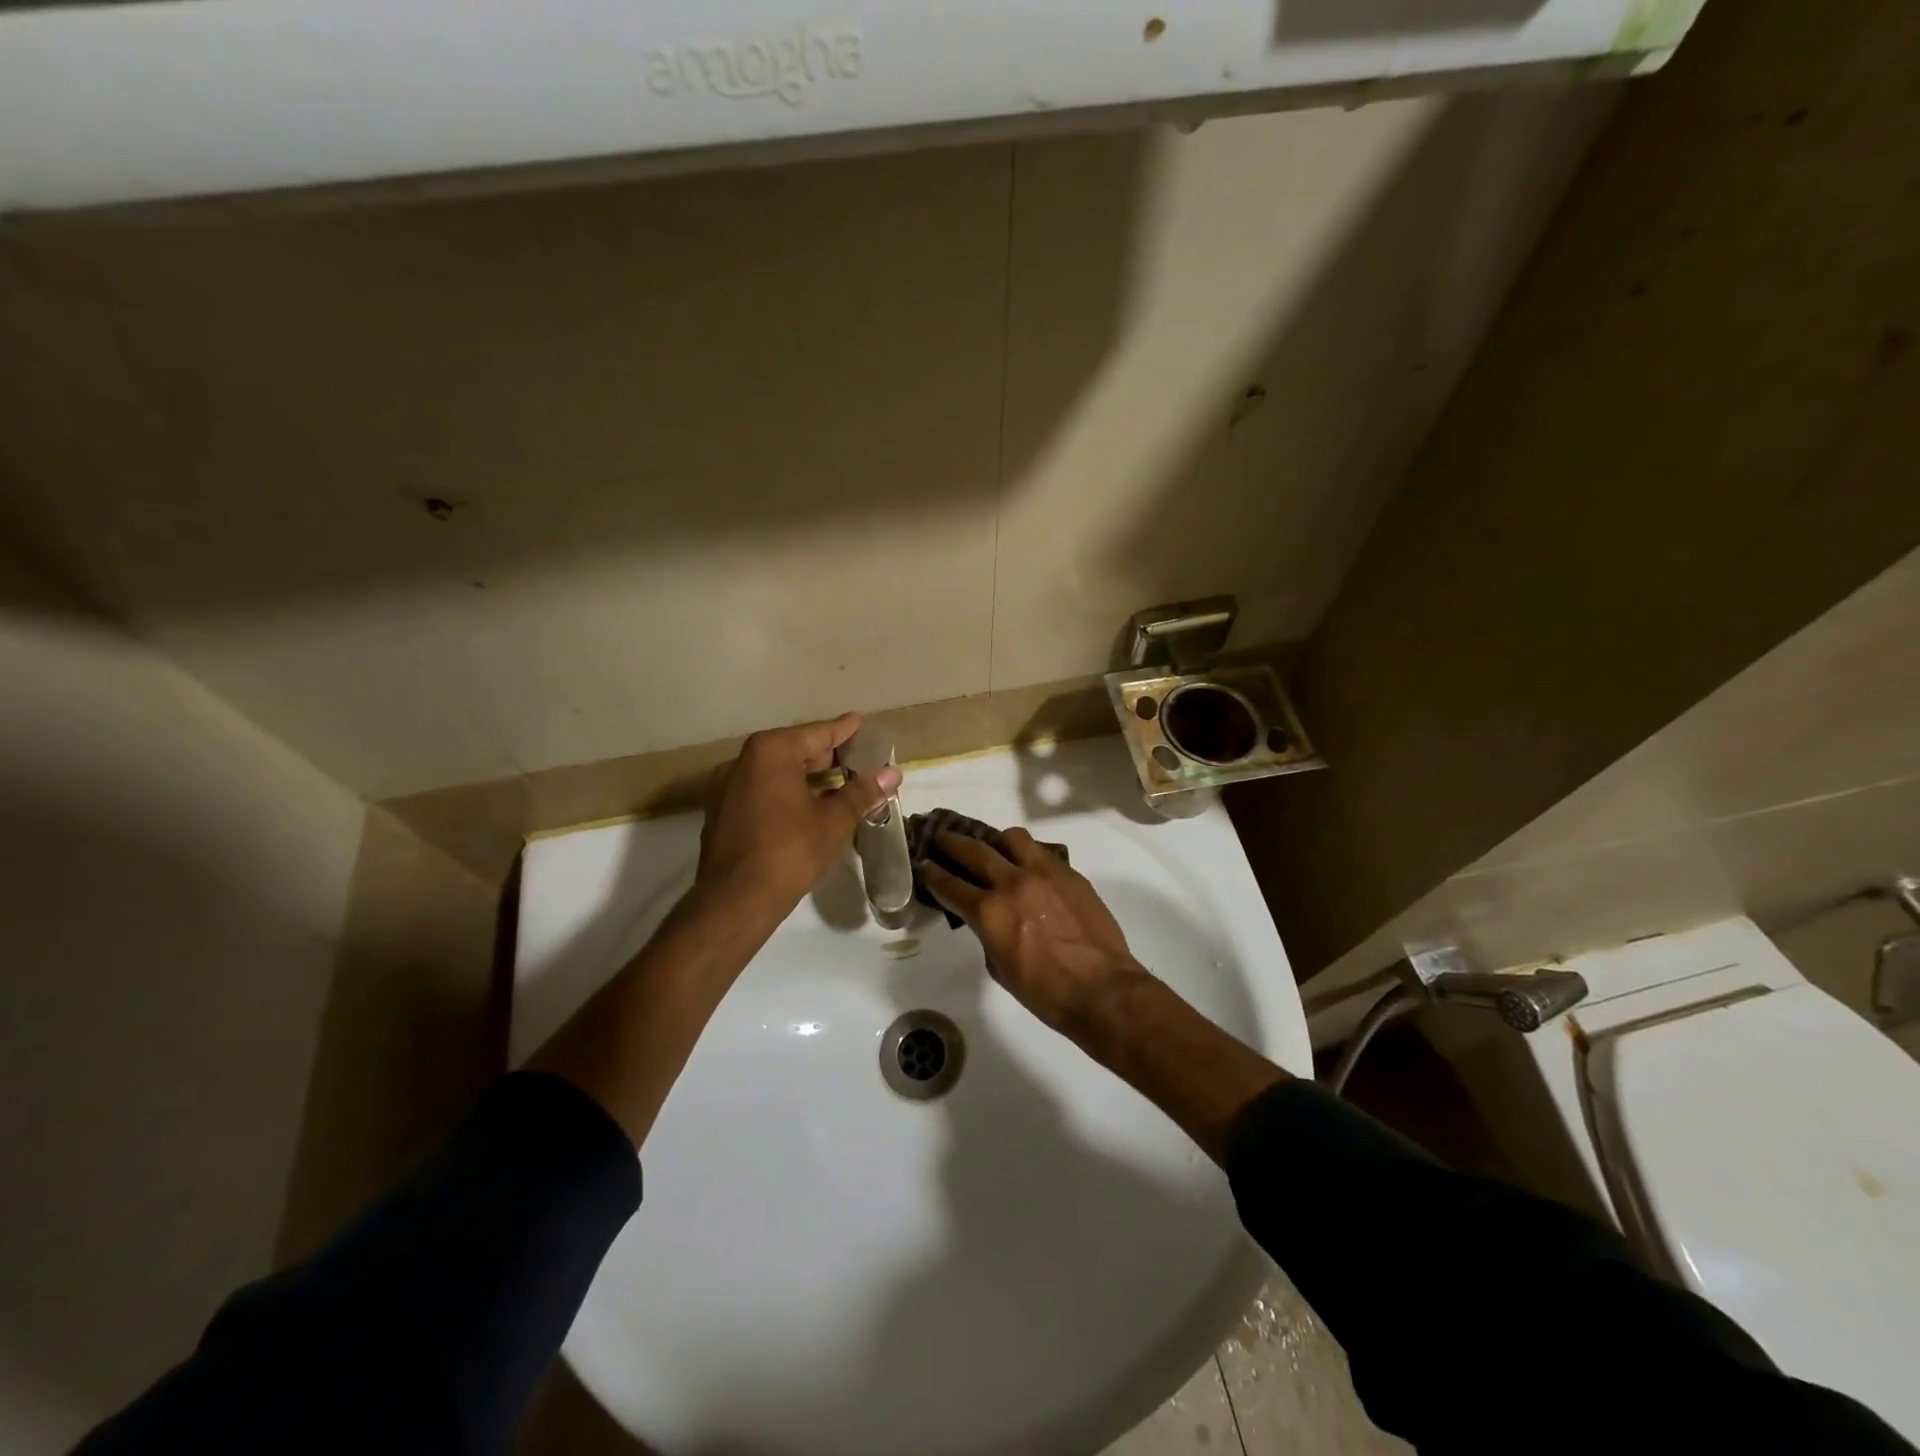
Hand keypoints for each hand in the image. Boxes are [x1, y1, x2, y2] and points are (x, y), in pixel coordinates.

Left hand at [697, 713, 900, 914]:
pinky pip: (762, 791)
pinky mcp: (722, 812)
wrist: (736, 899)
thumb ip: (862, 792)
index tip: (859, 722)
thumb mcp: (834, 821)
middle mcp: (744, 761)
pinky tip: (806, 807)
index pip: (817, 733)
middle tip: (855, 757)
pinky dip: (785, 792)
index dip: (843, 731)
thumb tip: (892, 773)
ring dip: (806, 776)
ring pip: (776, 772)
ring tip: (837, 783)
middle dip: (826, 755)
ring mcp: (728, 787)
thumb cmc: (791, 850)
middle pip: (794, 750)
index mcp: (772, 752)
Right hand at [918, 827, 1151, 1039]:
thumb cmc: (1045, 992)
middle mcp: (1013, 882)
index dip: (932, 873)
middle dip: (952, 842)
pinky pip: (1042, 853)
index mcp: (989, 911)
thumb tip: (989, 920)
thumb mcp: (1000, 968)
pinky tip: (1028, 867)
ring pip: (1012, 838)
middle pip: (974, 850)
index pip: (950, 885)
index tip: (924, 864)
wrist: (1102, 989)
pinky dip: (1028, 855)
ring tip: (992, 847)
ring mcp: (1045, 873)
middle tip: (942, 837)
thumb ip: (988, 934)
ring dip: (995, 840)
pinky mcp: (1070, 874)